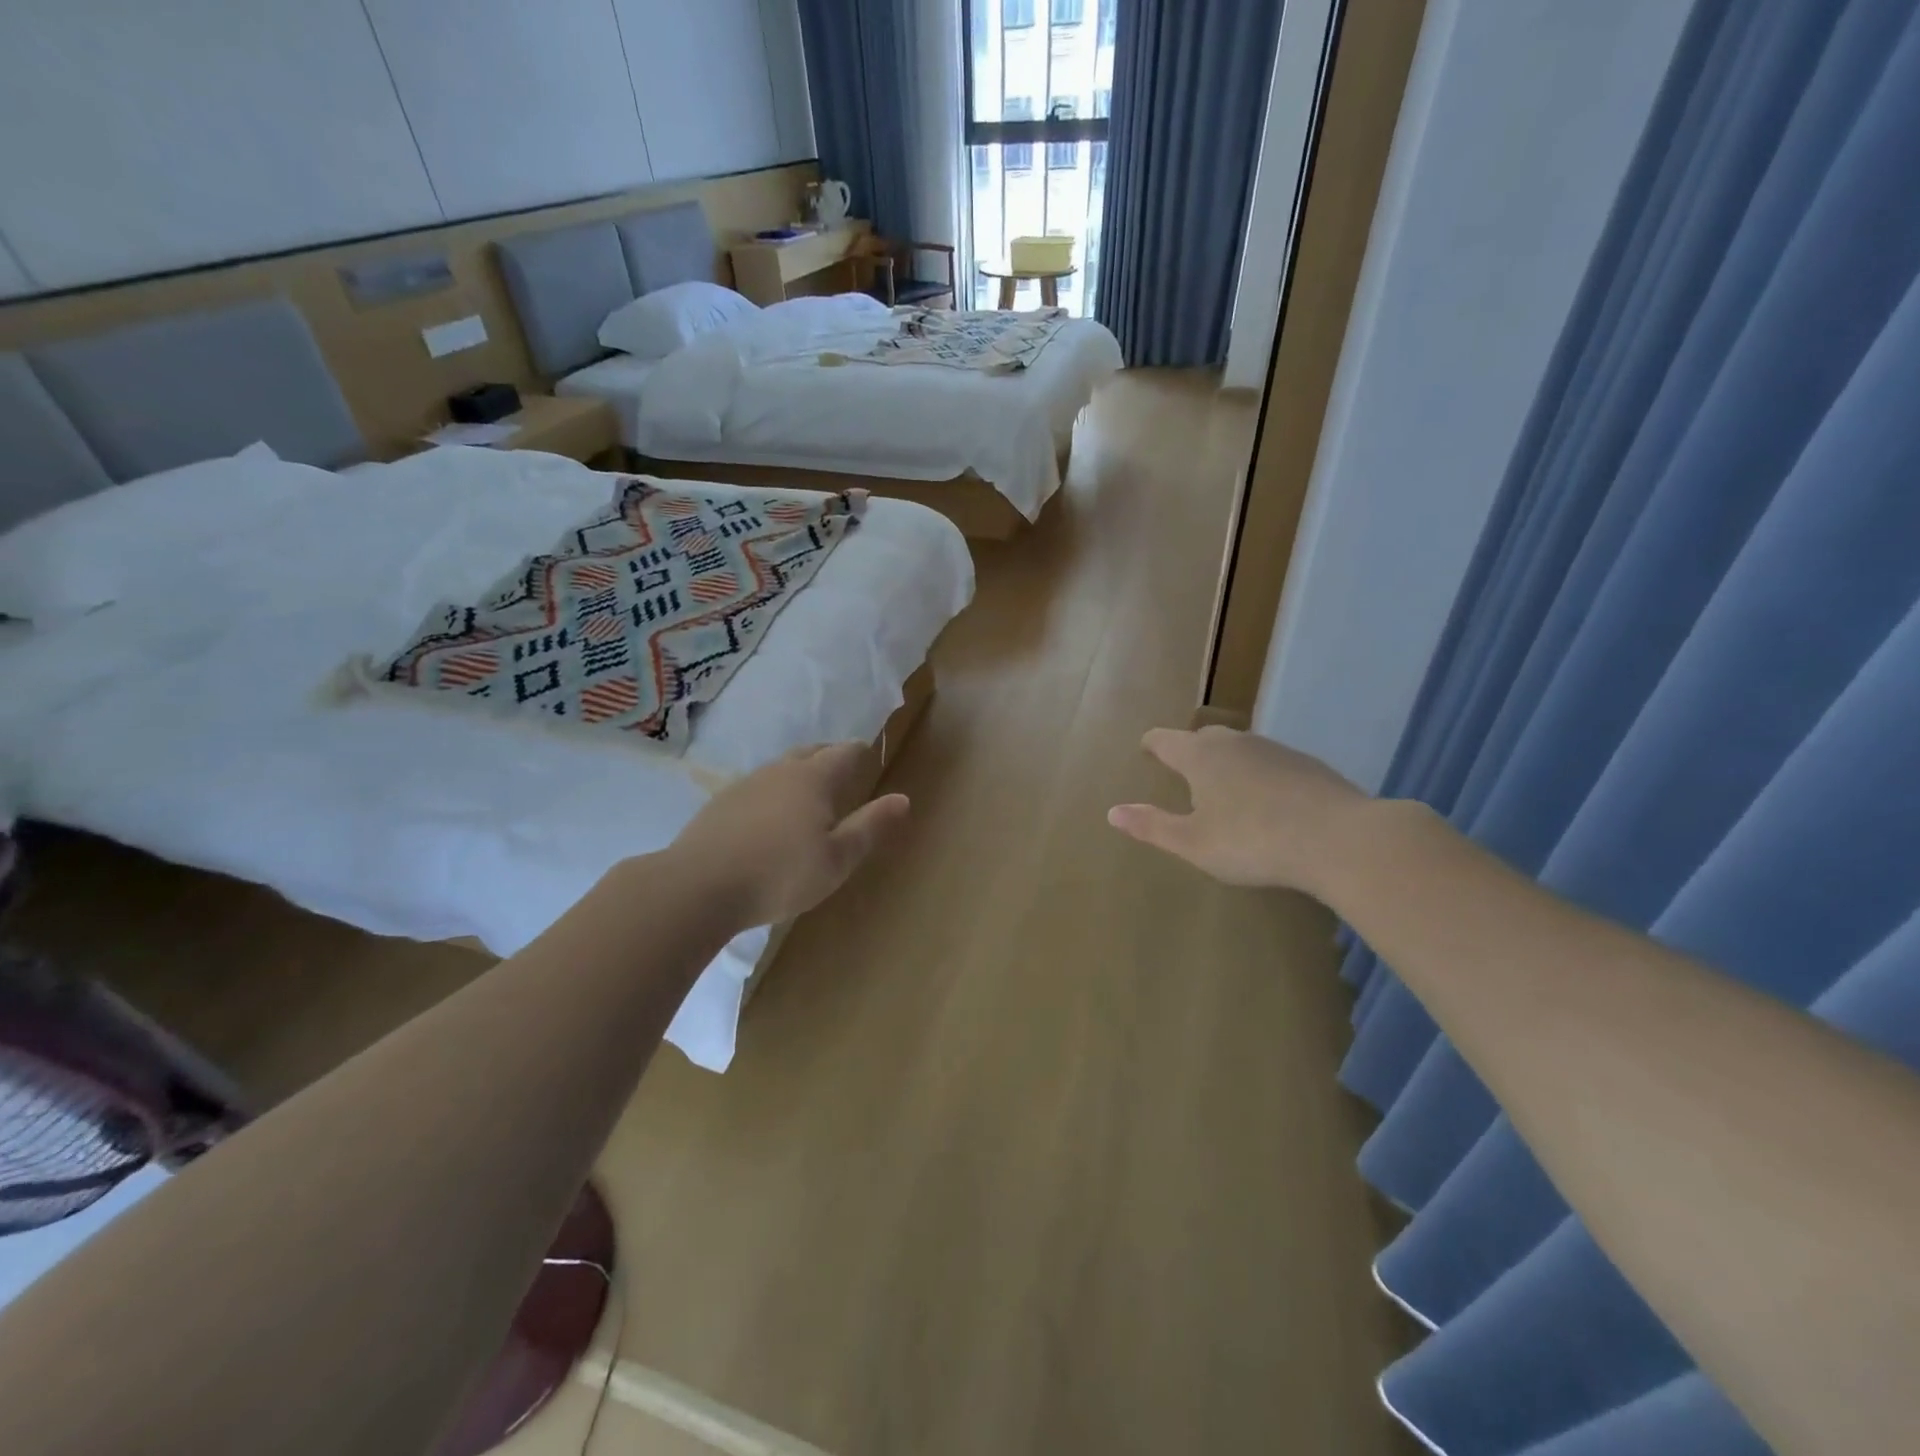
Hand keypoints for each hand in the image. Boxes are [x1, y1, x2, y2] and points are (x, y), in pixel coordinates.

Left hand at [672, 742, 909, 926]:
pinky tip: (769, 818)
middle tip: (844, 772)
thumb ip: (870, 826)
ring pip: (781, 768)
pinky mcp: (720, 803)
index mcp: (813, 778)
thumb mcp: (837, 859)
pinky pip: (757, 787)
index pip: (845, 752)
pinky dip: (773, 793)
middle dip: (831, 757)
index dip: (861, 752)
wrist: (698, 886)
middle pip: (811, 752)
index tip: (869, 757)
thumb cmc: (780, 874)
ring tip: (809, 796)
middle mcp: (780, 770)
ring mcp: (745, 784)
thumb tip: (902, 798)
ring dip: (800, 774)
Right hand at [1107, 727, 1370, 895]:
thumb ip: (1152, 825)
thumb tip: (1112, 812)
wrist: (1340, 839)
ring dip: (1227, 762)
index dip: (1152, 744)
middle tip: (1183, 770)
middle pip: (1204, 738)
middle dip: (1189, 750)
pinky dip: (1259, 774)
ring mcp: (1275, 749)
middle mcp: (1235, 743)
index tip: (1145, 749)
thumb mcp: (1193, 842)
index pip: (1165, 740)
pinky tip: (1268, 800)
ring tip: (1224, 786)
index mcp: (1200, 756)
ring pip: (1240, 747)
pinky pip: (1270, 762)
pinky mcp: (1307, 764)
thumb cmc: (1253, 841)